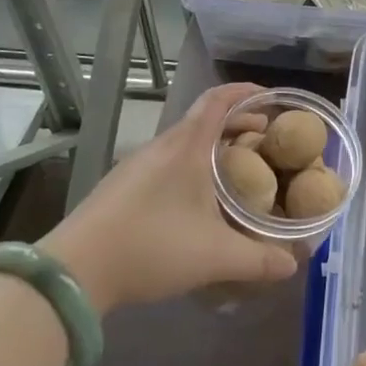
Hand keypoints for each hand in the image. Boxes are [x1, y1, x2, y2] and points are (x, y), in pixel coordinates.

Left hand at [40, 82, 297, 311]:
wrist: (73, 272)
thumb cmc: (150, 247)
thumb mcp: (214, 256)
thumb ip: (258, 259)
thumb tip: (293, 263)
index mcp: (187, 146)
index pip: (219, 99)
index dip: (246, 92)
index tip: (271, 99)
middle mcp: (162, 146)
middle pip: (204, 119)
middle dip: (237, 125)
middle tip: (264, 143)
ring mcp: (136, 165)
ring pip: (184, 142)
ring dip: (213, 147)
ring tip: (235, 172)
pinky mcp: (121, 186)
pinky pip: (166, 161)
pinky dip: (191, 164)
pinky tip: (196, 200)